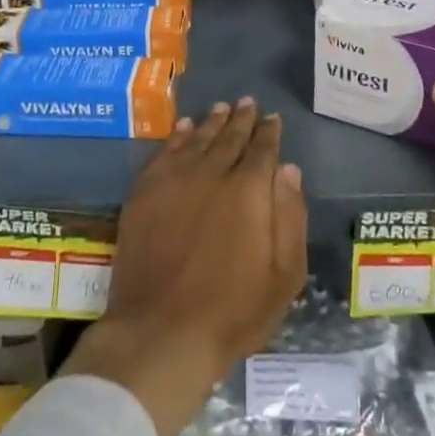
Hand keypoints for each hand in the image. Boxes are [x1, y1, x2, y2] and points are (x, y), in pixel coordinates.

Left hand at [62, 100, 307, 435]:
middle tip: (248, 103)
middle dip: (241, 119)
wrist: (161, 332)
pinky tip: (183, 128)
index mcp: (249, 190)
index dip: (269, 132)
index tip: (273, 118)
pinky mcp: (144, 193)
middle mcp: (212, 173)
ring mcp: (174, 180)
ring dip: (212, 122)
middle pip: (230, 137)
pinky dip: (177, 136)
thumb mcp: (284, 275)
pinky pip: (164, 152)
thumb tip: (289, 170)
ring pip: (197, 139)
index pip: (263, 149)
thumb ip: (290, 217)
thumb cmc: (232, 312)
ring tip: (221, 108)